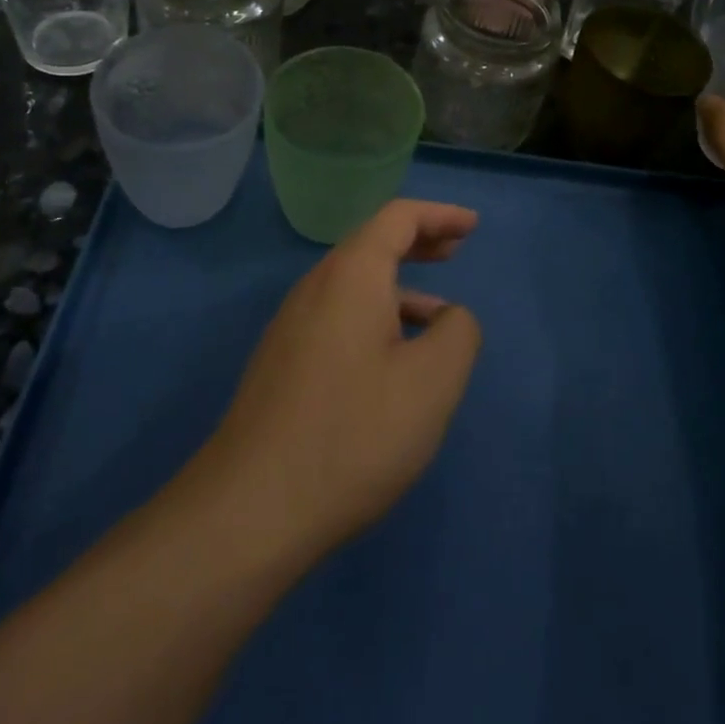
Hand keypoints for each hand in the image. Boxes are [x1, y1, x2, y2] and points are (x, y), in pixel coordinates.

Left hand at [198, 200, 482, 564]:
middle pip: (373, 244)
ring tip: (437, 314)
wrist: (251, 509)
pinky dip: (377, 315)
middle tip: (457, 250)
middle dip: (419, 241)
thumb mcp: (432, 382)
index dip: (440, 215)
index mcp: (351, 275)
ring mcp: (293, 325)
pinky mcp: (283, 361)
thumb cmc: (353, 433)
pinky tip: (395, 360)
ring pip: (355, 284)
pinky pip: (339, 316)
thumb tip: (449, 317)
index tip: (473, 226)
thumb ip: (458, 332)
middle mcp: (316, 287)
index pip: (398, 217)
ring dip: (400, 285)